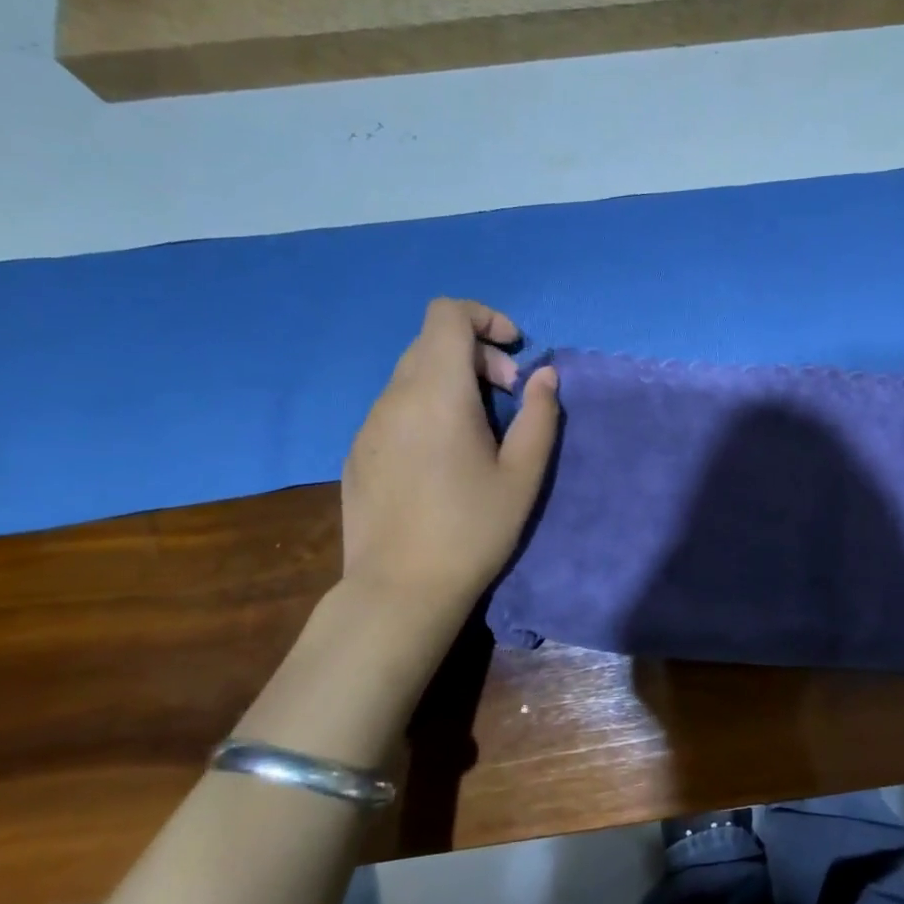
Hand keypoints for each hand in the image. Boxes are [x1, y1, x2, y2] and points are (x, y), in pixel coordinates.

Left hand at [341, 299, 558, 607]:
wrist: (400, 589)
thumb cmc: (473, 529)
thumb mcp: (523, 475)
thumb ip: (539, 415)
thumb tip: (545, 375)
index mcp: (437, 393)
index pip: (446, 315)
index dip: (484, 316)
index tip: (514, 351)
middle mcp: (395, 397)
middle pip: (432, 342)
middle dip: (477, 355)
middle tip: (507, 397)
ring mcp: (369, 424)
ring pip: (411, 374)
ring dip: (452, 382)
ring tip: (479, 431)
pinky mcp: (358, 451)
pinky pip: (395, 407)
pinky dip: (426, 407)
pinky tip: (443, 457)